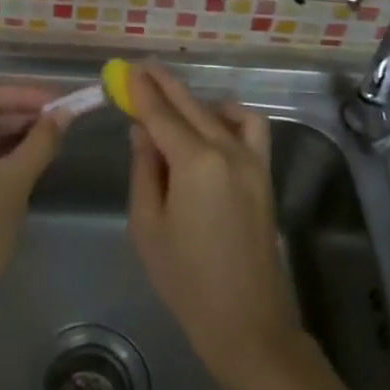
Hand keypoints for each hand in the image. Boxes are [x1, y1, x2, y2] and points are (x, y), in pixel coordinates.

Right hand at [126, 63, 302, 386]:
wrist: (245, 321)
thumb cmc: (185, 278)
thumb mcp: (147, 224)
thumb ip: (144, 169)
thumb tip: (141, 130)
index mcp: (195, 162)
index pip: (161, 114)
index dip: (141, 90)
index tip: (125, 69)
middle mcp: (227, 151)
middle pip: (190, 106)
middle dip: (163, 85)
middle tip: (140, 68)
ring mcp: (252, 161)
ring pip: (219, 112)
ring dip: (193, 99)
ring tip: (169, 97)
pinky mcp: (264, 175)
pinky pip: (251, 128)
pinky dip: (230, 115)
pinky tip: (212, 121)